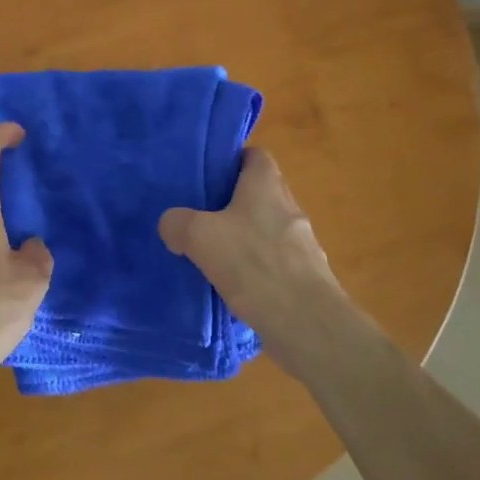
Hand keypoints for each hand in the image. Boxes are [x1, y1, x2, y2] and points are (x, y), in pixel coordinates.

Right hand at [158, 147, 348, 376]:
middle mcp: (289, 207)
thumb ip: (178, 223)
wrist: (307, 324)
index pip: (255, 155)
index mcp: (266, 185)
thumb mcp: (199, 236)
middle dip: (232, 202)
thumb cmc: (253, 264)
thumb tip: (171, 224)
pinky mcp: (307, 277)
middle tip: (201, 215)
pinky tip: (236, 286)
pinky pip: (276, 262)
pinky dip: (257, 268)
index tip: (207, 174)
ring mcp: (303, 244)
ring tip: (214, 253)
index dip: (232, 159)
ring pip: (267, 229)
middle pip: (260, 193)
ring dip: (245, 238)